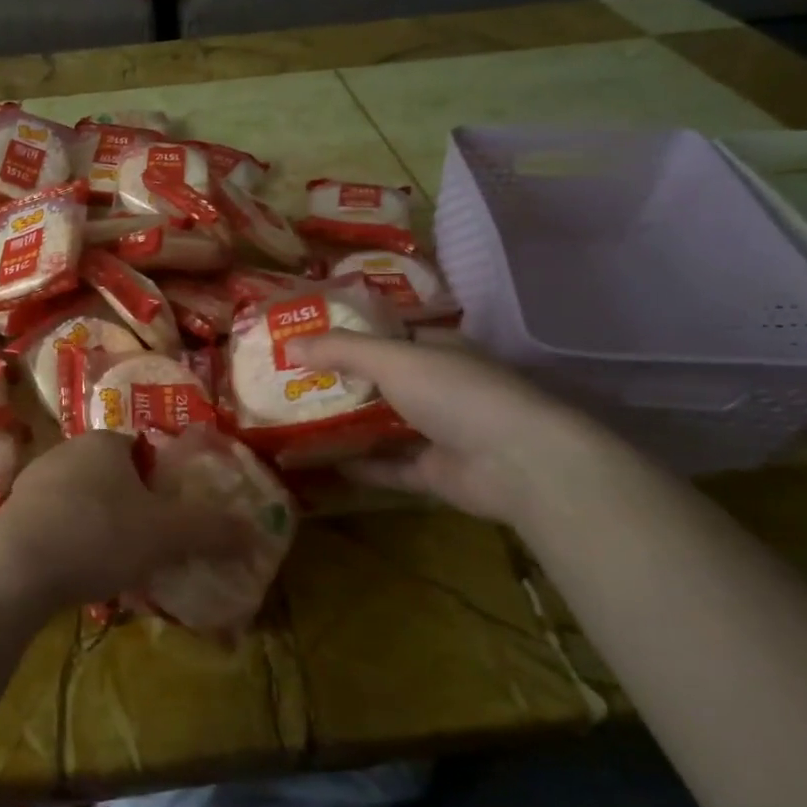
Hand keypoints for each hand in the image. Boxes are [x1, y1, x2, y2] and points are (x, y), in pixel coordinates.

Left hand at [0, 432, 243, 611]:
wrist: (14, 569)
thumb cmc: (97, 535)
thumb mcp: (165, 535)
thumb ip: (211, 530)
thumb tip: (255, 530)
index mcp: (104, 442)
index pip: (142, 450)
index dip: (160, 482)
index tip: (169, 518)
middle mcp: (66, 451)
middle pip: (111, 476)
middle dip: (131, 508)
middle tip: (148, 546)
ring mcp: (33, 481)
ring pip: (81, 501)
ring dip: (99, 527)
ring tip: (115, 567)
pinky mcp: (11, 514)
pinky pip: (54, 524)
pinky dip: (70, 543)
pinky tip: (78, 575)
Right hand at [285, 331, 619, 524]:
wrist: (518, 462)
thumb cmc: (456, 393)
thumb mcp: (392, 359)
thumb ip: (340, 350)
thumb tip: (287, 344)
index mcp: (437, 349)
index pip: (388, 335)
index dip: (348, 336)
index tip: (305, 340)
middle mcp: (440, 386)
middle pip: (381, 381)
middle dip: (340, 382)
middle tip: (290, 383)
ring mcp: (441, 431)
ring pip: (384, 425)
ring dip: (348, 425)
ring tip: (297, 422)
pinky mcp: (437, 472)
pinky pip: (391, 466)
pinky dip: (362, 466)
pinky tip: (324, 464)